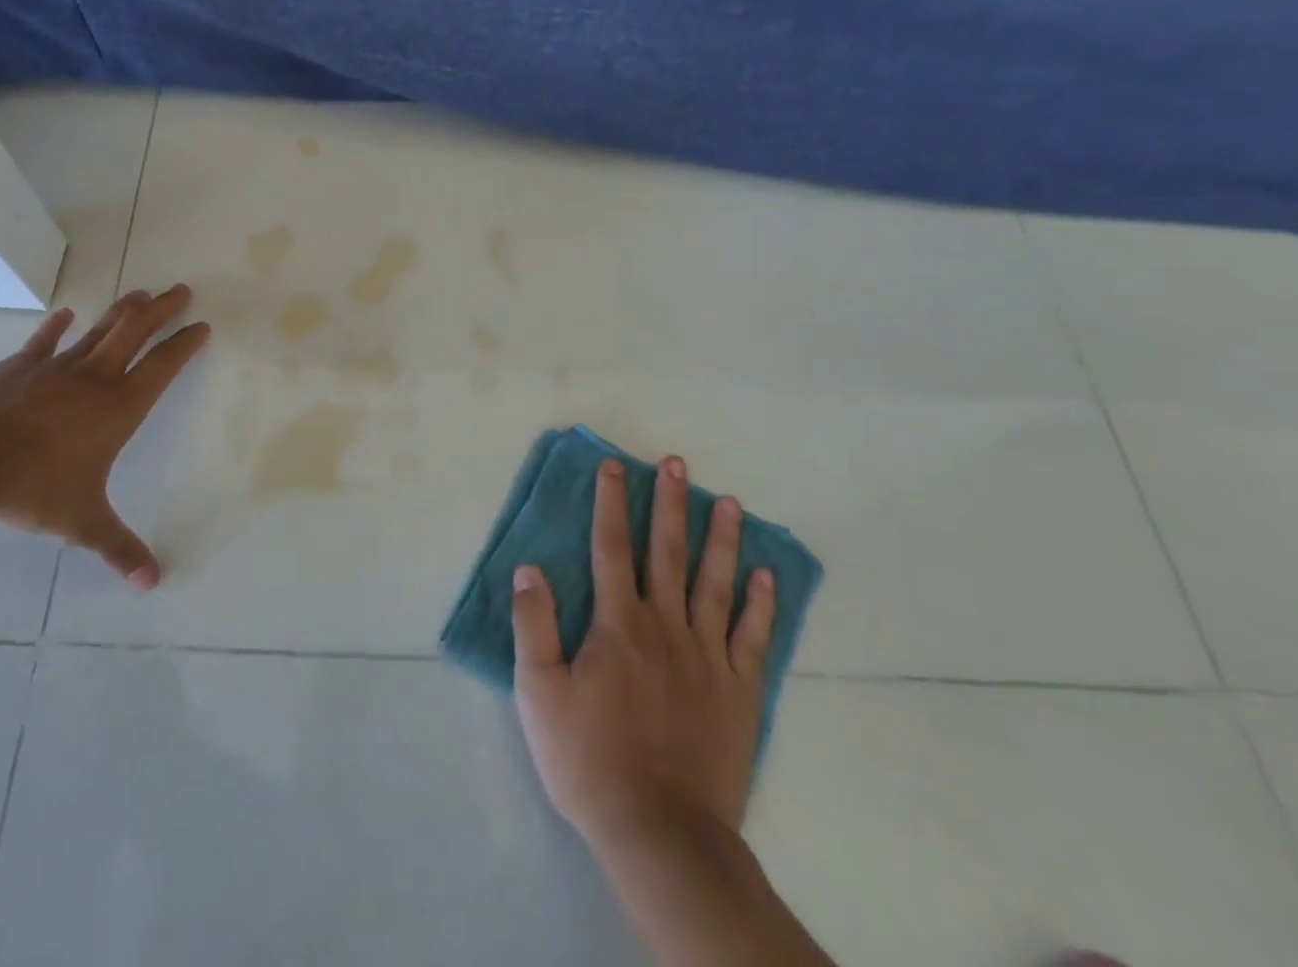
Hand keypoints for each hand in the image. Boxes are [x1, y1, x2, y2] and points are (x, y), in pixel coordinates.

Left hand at [0, 284, 209, 588]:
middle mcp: (94, 378)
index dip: (184, 345)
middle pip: (135, 332)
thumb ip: (117, 548)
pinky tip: (66, 313)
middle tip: (181, 290)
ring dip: (123, 310)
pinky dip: (57, 327)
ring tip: (142, 291)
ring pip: (99, 330)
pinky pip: (44, 341)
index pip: (162, 367)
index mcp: (118, 408)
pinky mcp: (18, 367)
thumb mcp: (80, 521)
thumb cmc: (30, 485)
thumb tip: (152, 583)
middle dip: (162, 310)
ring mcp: (55, 368)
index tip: (201, 326)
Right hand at [512, 456, 774, 849]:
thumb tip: (530, 569)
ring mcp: (707, 657)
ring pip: (715, 583)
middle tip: (678, 464)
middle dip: (669, 503)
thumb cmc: (590, 761)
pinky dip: (762, 605)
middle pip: (666, 552)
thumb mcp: (539, 695)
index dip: (610, 503)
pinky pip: (752, 637)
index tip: (614, 467)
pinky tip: (767, 578)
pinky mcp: (738, 691)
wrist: (661, 833)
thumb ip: (534, 626)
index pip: (611, 548)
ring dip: (721, 539)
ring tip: (729, 502)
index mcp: (618, 624)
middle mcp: (665, 626)